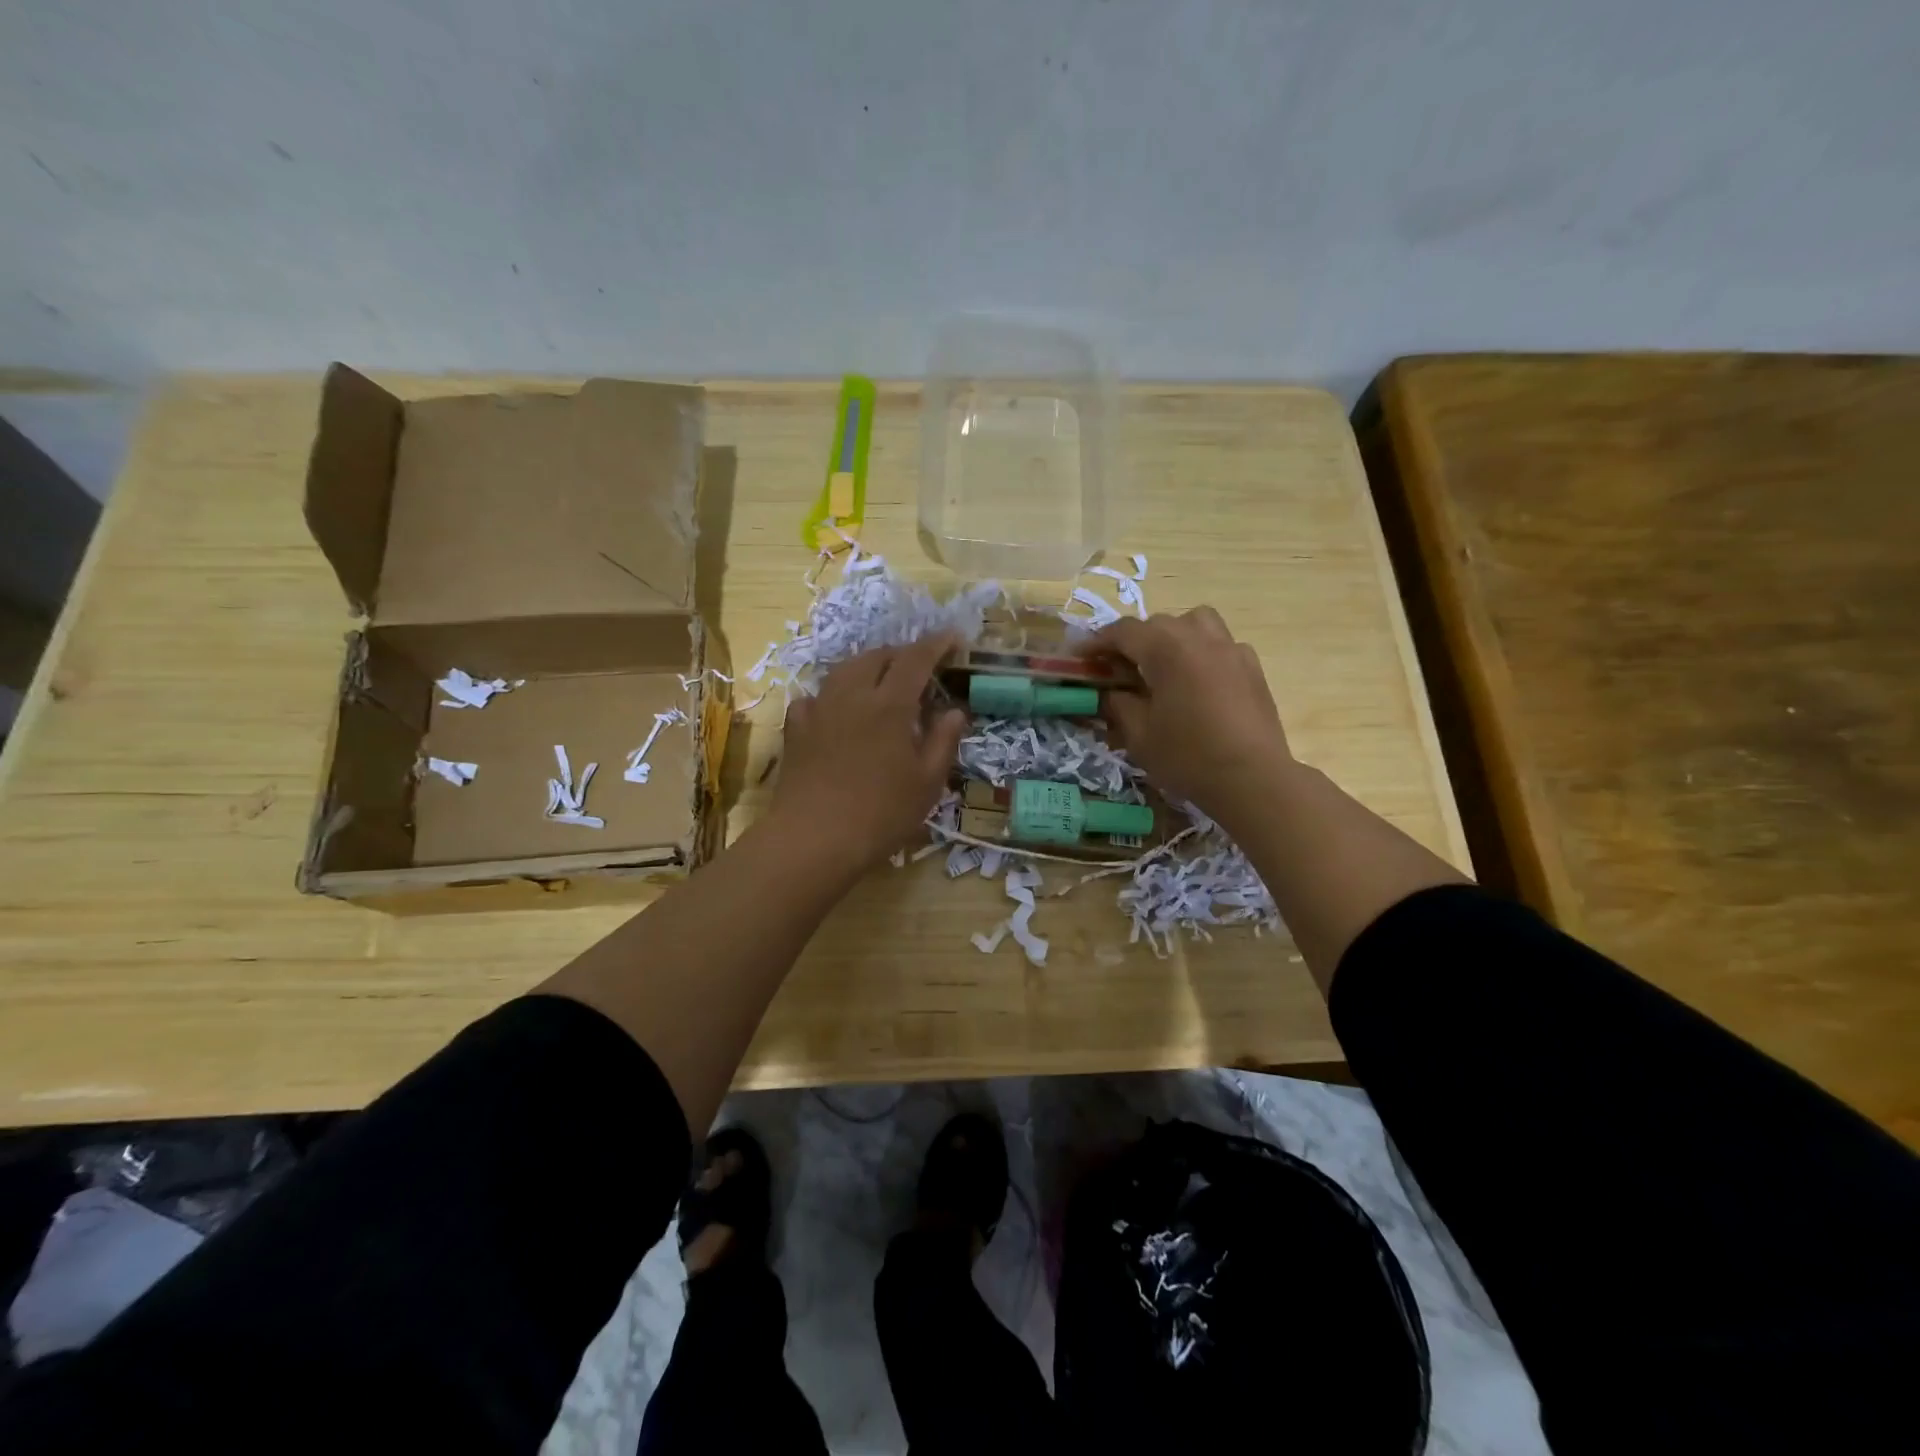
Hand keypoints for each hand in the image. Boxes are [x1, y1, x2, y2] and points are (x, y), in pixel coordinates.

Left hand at [769, 634, 966, 874]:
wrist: (814, 839)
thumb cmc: (881, 813)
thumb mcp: (927, 782)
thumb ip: (943, 740)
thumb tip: (954, 711)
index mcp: (889, 704)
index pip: (916, 659)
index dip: (936, 644)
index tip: (952, 638)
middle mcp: (852, 695)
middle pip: (877, 657)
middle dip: (901, 654)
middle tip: (919, 668)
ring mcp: (819, 709)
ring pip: (844, 670)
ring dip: (868, 667)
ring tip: (881, 681)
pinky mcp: (796, 729)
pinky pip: (815, 697)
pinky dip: (833, 694)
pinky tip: (838, 710)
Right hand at [1089, 608, 1297, 826]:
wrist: (1253, 778)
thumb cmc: (1188, 757)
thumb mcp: (1139, 735)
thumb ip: (1118, 705)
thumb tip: (1111, 692)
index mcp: (1167, 649)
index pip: (1123, 631)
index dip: (1097, 642)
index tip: (1081, 658)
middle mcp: (1199, 637)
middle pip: (1157, 624)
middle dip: (1132, 641)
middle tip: (1117, 669)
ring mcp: (1231, 648)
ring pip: (1195, 623)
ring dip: (1172, 636)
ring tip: (1162, 664)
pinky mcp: (1252, 666)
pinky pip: (1220, 644)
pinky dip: (1202, 652)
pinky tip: (1198, 681)